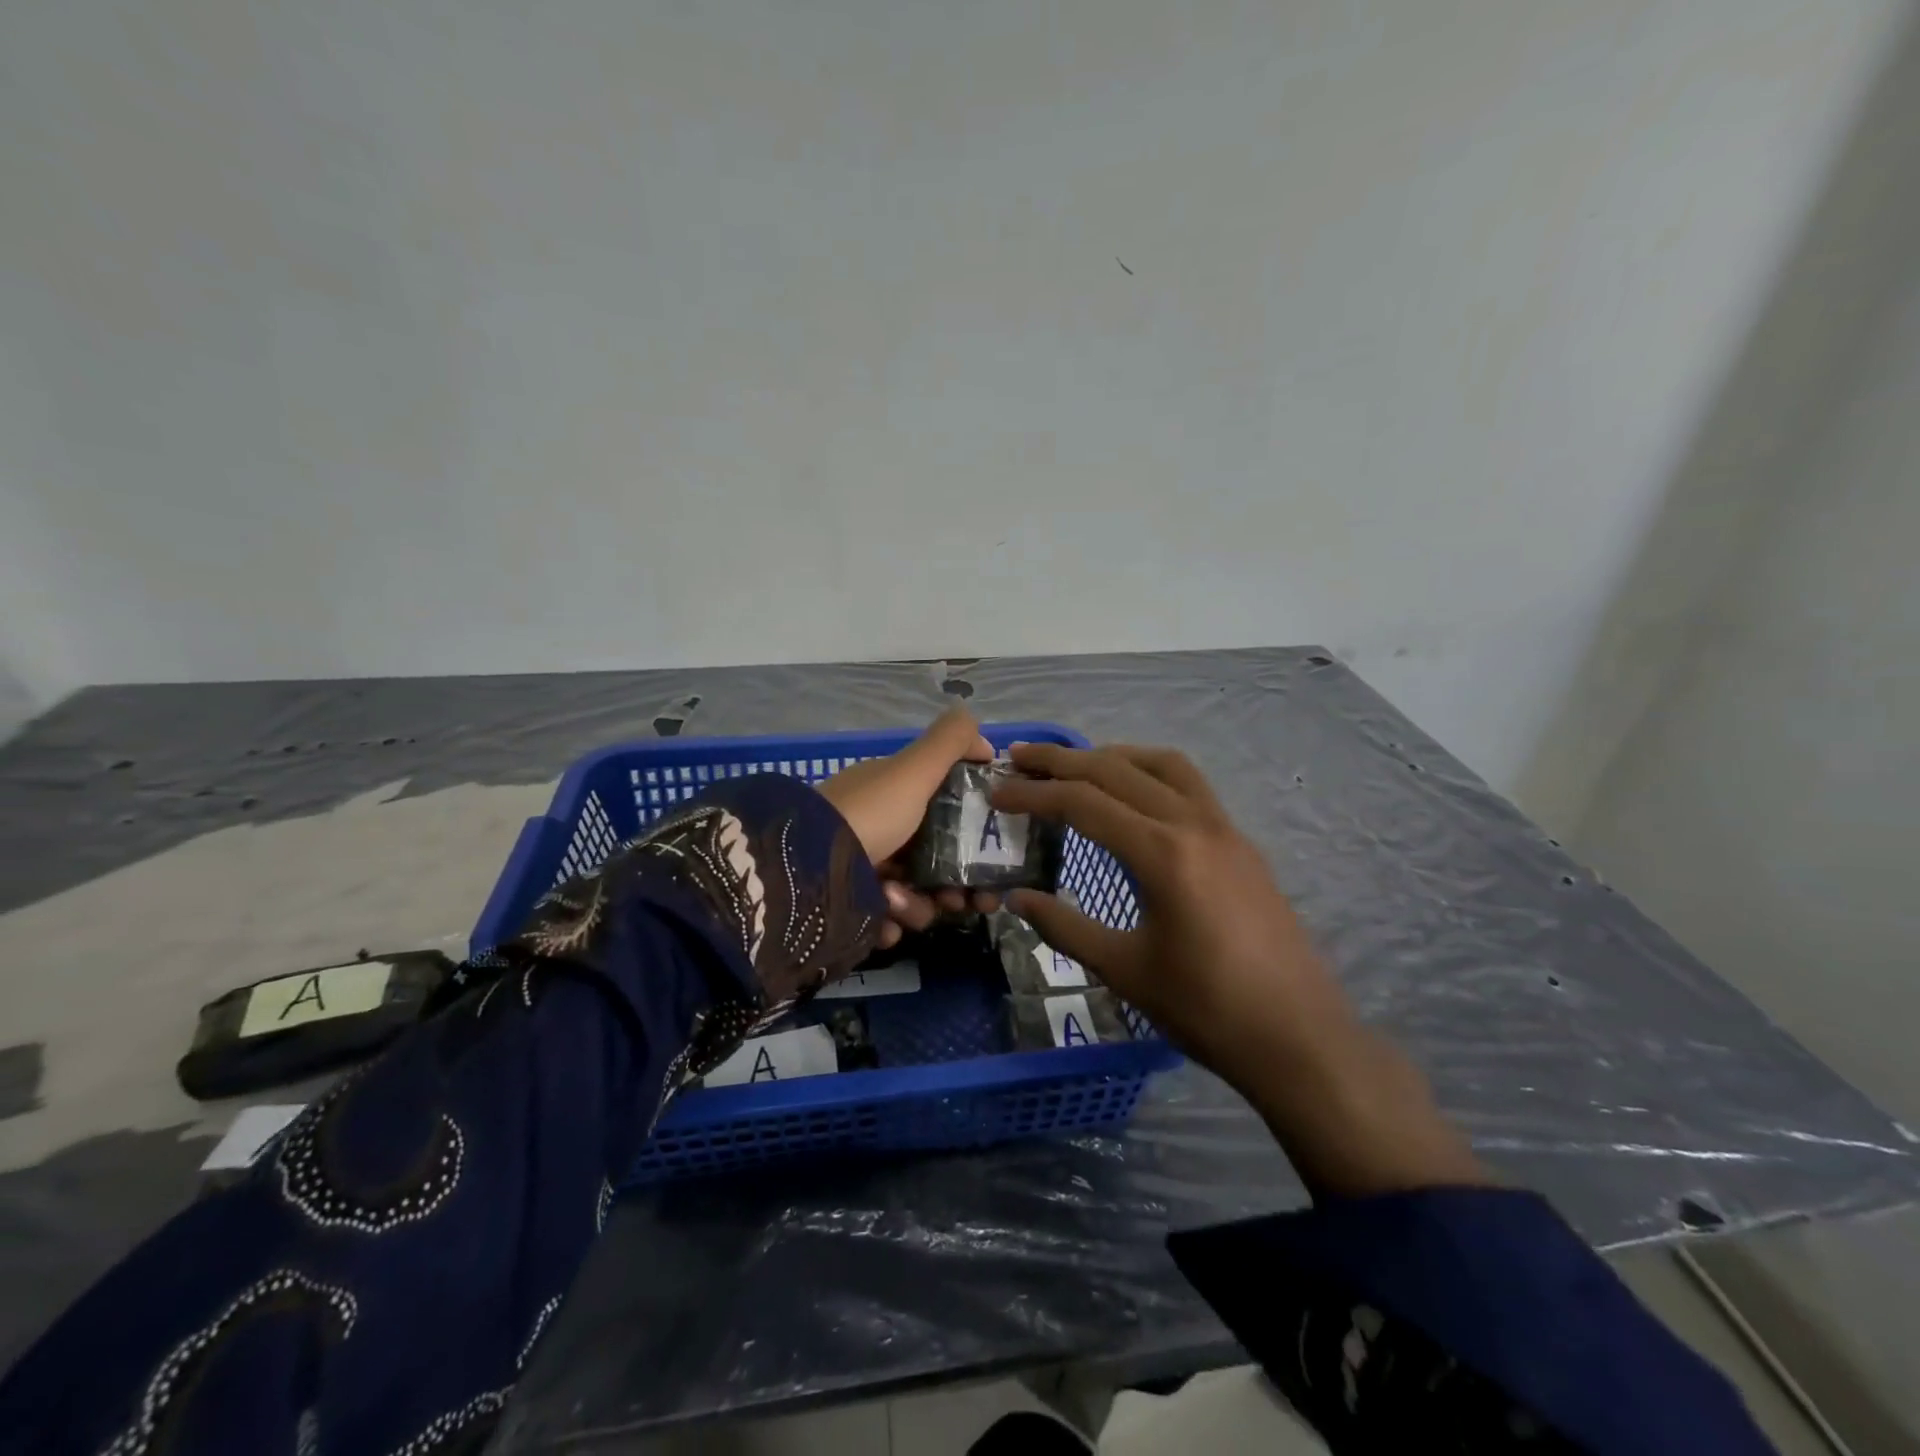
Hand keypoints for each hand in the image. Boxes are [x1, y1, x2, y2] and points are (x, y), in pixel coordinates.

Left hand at [818, 709, 999, 947]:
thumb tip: (985, 737)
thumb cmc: (869, 814)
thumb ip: (949, 743)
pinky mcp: (851, 909)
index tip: (995, 855)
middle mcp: (879, 830)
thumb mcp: (912, 769)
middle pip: (935, 861)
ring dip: (918, 905)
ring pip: (915, 895)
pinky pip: (886, 921)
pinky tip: (884, 923)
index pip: (944, 811)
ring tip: (899, 903)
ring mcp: (863, 871)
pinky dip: (890, 924)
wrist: (803, 869)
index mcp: (892, 796)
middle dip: (956, 883)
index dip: (973, 833)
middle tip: (969, 902)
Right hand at [992, 742, 1484, 1196]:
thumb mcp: (1124, 970)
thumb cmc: (1205, 1009)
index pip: (1085, 803)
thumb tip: (1017, 897)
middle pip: (1118, 770)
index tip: (998, 794)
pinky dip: (1151, 774)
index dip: (1034, 794)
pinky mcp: (1241, 843)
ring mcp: (1225, 829)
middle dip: (1063, 761)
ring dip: (1113, 756)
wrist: (1298, 1038)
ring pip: (1163, 765)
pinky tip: (1134, 798)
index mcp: (1163, 854)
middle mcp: (1194, 825)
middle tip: (1021, 757)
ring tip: (1076, 766)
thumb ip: (1064, 926)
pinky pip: (1190, 785)